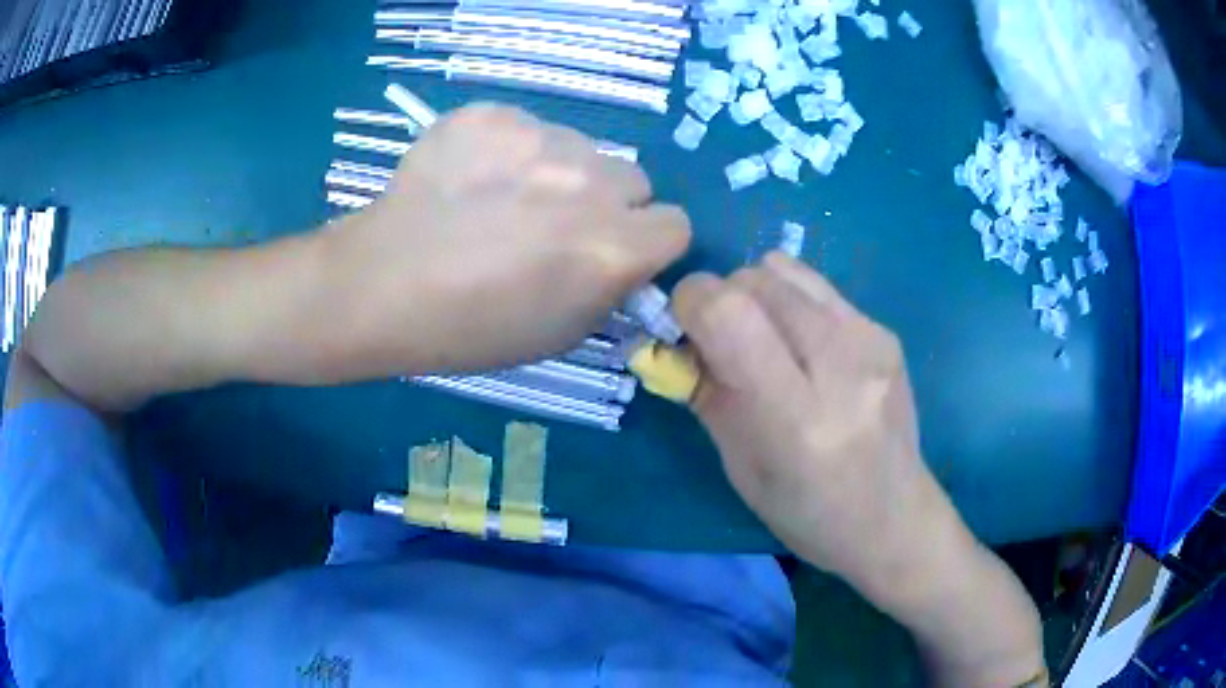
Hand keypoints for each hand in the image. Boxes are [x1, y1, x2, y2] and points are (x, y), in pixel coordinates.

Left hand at [323, 104, 690, 374]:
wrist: (380, 286)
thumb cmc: (470, 328)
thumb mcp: (561, 333)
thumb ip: (612, 287)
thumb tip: (628, 256)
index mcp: (613, 247)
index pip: (676, 224)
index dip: (647, 242)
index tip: (615, 251)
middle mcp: (589, 182)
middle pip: (634, 180)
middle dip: (608, 204)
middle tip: (554, 226)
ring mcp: (538, 138)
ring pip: (581, 149)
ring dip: (560, 173)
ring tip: (502, 201)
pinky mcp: (492, 115)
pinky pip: (528, 128)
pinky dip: (511, 151)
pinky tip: (472, 180)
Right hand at [673, 253, 1042, 684]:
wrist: (895, 518)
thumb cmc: (809, 513)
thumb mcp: (741, 468)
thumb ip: (707, 394)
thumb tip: (676, 340)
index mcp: (797, 416)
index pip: (728, 312)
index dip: (691, 303)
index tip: (683, 329)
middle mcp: (840, 365)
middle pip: (755, 279)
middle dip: (722, 298)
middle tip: (723, 343)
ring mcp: (871, 340)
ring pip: (784, 269)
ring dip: (757, 294)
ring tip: (767, 340)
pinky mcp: (885, 330)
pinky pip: (817, 287)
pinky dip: (791, 303)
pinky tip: (805, 347)